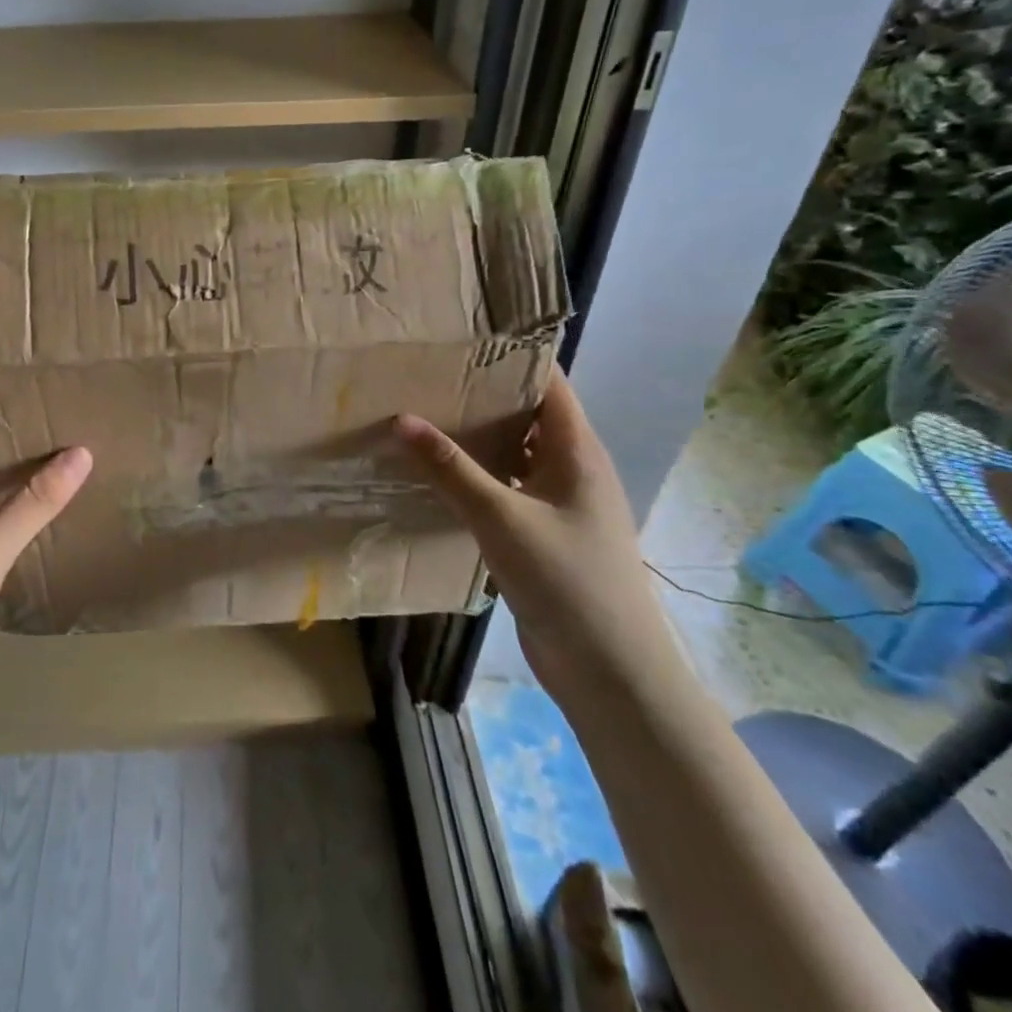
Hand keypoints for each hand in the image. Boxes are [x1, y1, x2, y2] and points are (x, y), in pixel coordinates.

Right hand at [394, 369, 670, 697]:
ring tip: (423, 417)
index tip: (461, 340)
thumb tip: (402, 419)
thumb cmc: (566, 580)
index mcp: (576, 451)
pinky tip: (438, 477)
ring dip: (477, 440)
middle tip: (426, 376)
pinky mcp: (543, 534)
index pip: (548, 383)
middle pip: (527, 416)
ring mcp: (559, 504)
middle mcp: (571, 468)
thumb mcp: (501, 517)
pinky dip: (477, 479)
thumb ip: (451, 468)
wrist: (609, 671)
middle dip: (482, 395)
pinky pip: (507, 491)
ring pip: (514, 455)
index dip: (510, 357)